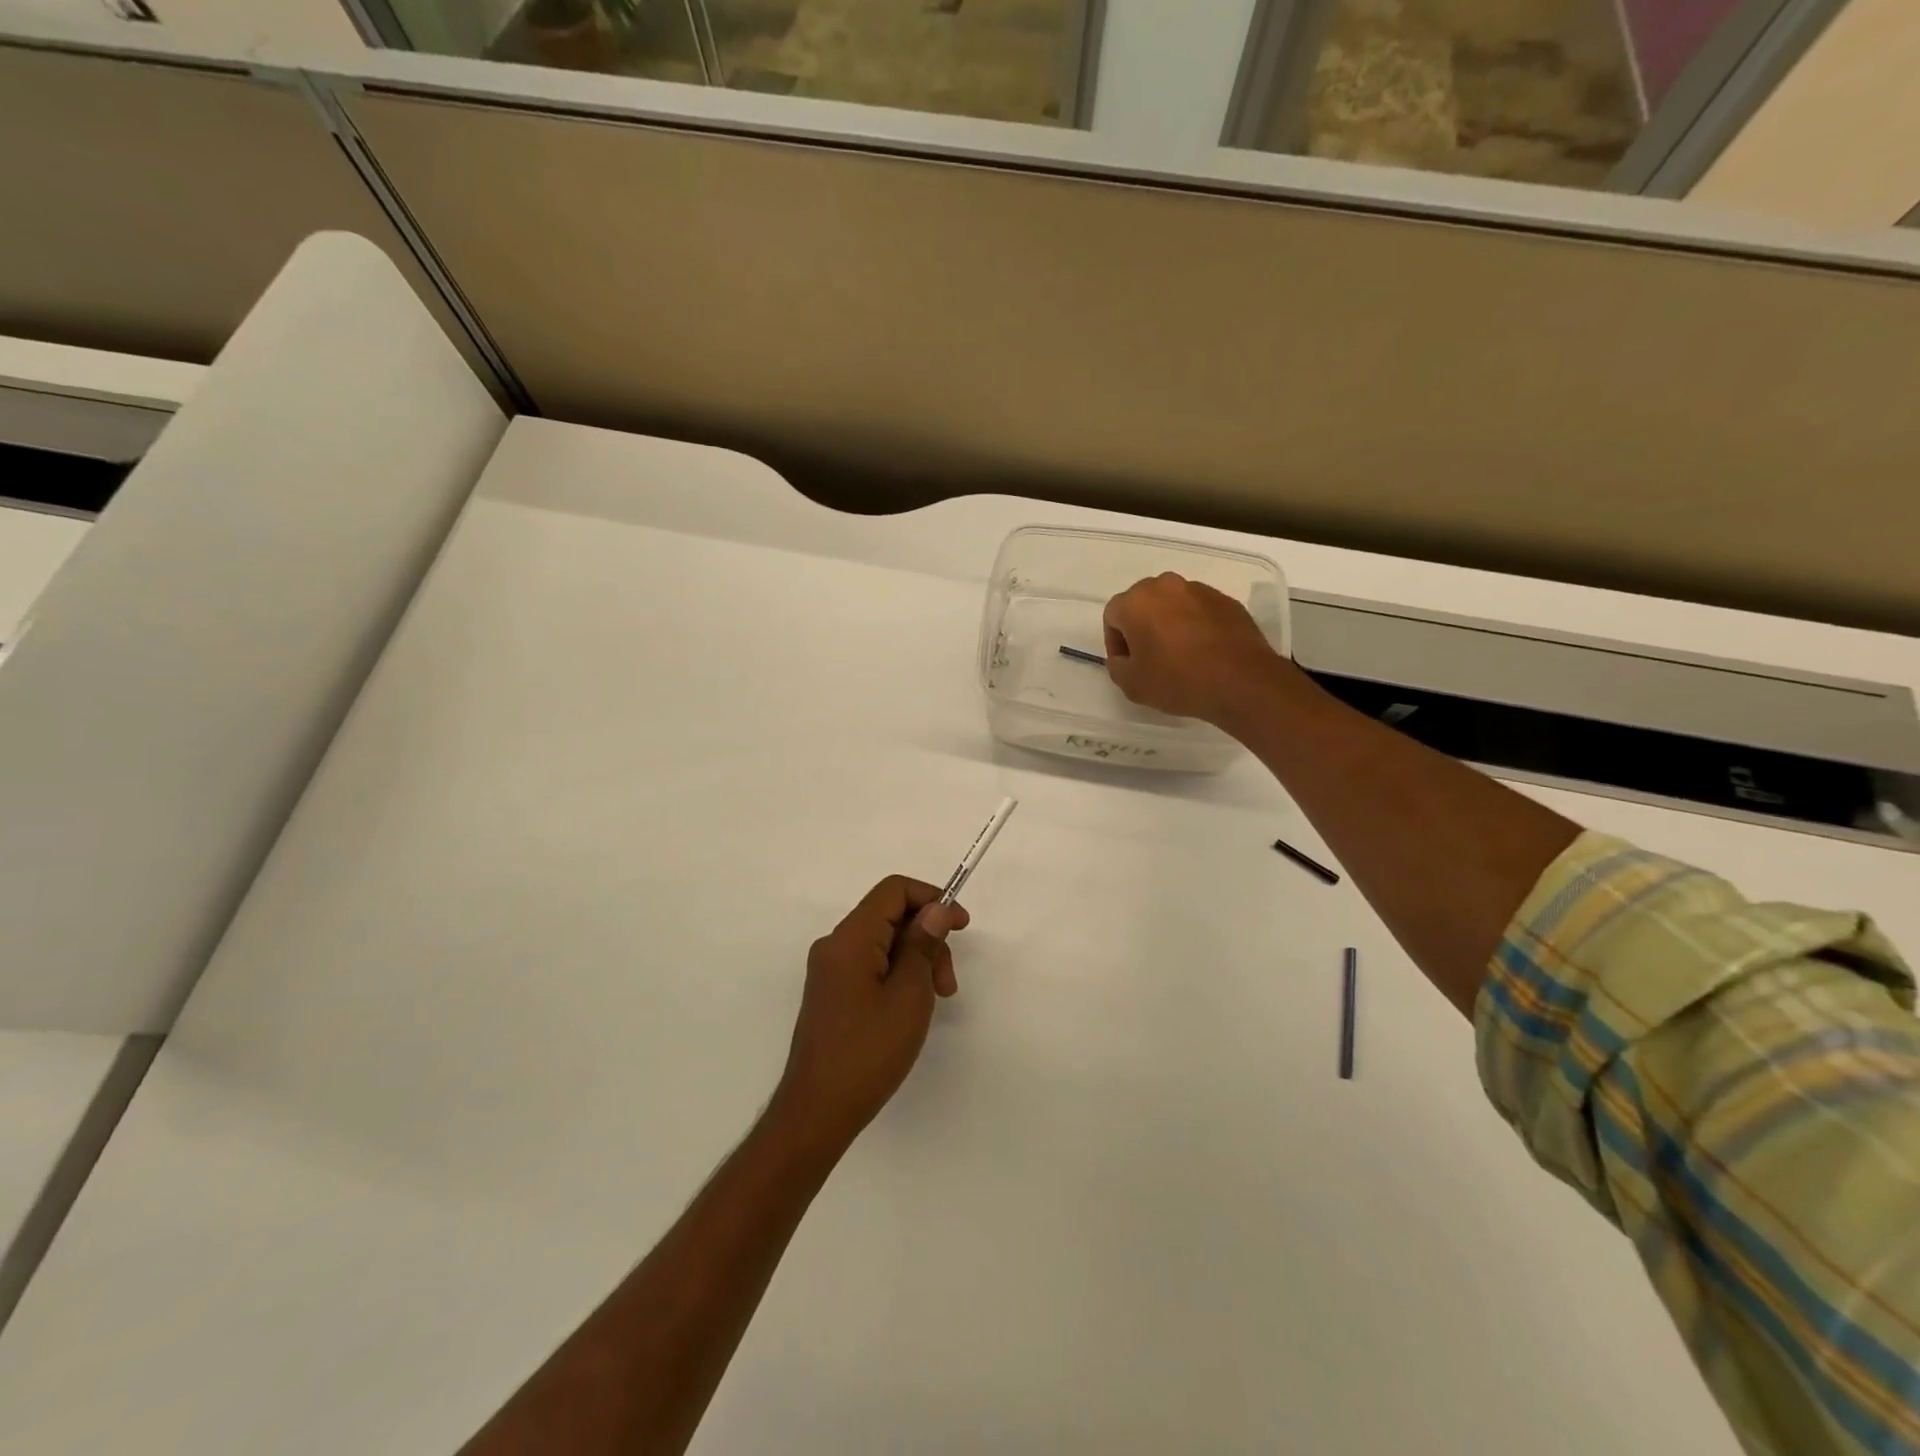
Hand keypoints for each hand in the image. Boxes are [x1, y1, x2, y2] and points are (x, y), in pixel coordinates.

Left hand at [770, 876, 968, 1157]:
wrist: (816, 1112)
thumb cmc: (867, 1052)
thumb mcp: (909, 996)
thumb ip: (923, 945)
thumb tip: (936, 909)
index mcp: (850, 939)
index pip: (893, 890)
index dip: (932, 898)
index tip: (961, 926)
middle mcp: (835, 946)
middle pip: (890, 917)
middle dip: (927, 938)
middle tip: (948, 983)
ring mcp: (830, 970)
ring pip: (883, 943)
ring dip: (916, 960)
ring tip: (936, 1001)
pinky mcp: (832, 992)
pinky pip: (871, 964)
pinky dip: (898, 975)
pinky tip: (911, 1007)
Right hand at [1103, 573, 1288, 729]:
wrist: (1242, 681)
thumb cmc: (1178, 680)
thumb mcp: (1132, 684)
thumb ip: (1117, 665)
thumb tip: (1124, 657)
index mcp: (1137, 601)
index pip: (1113, 616)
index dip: (1115, 642)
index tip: (1128, 664)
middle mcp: (1166, 586)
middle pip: (1142, 604)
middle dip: (1141, 627)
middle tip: (1149, 658)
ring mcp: (1199, 590)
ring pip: (1172, 605)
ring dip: (1169, 624)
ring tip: (1179, 655)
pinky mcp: (1226, 600)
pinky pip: (1199, 610)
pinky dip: (1195, 626)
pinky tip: (1203, 652)